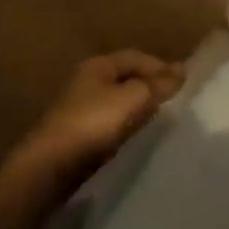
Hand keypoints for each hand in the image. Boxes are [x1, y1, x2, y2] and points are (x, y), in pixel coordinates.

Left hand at [0, 50, 184, 217]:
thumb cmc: (92, 124)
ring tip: (159, 122)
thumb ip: (158, 84)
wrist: (46, 172)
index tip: (182, 83)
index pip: (136, 56)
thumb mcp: (132, 99)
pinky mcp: (73, 137)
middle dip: (149, 87)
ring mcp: (77, 110)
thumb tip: (182, 70)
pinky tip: (135, 140)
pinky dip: (124, 127)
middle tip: (173, 102)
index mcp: (97, 64)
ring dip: (137, 108)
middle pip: (125, 78)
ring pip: (116, 102)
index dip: (160, 66)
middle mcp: (85, 81)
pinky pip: (107, 124)